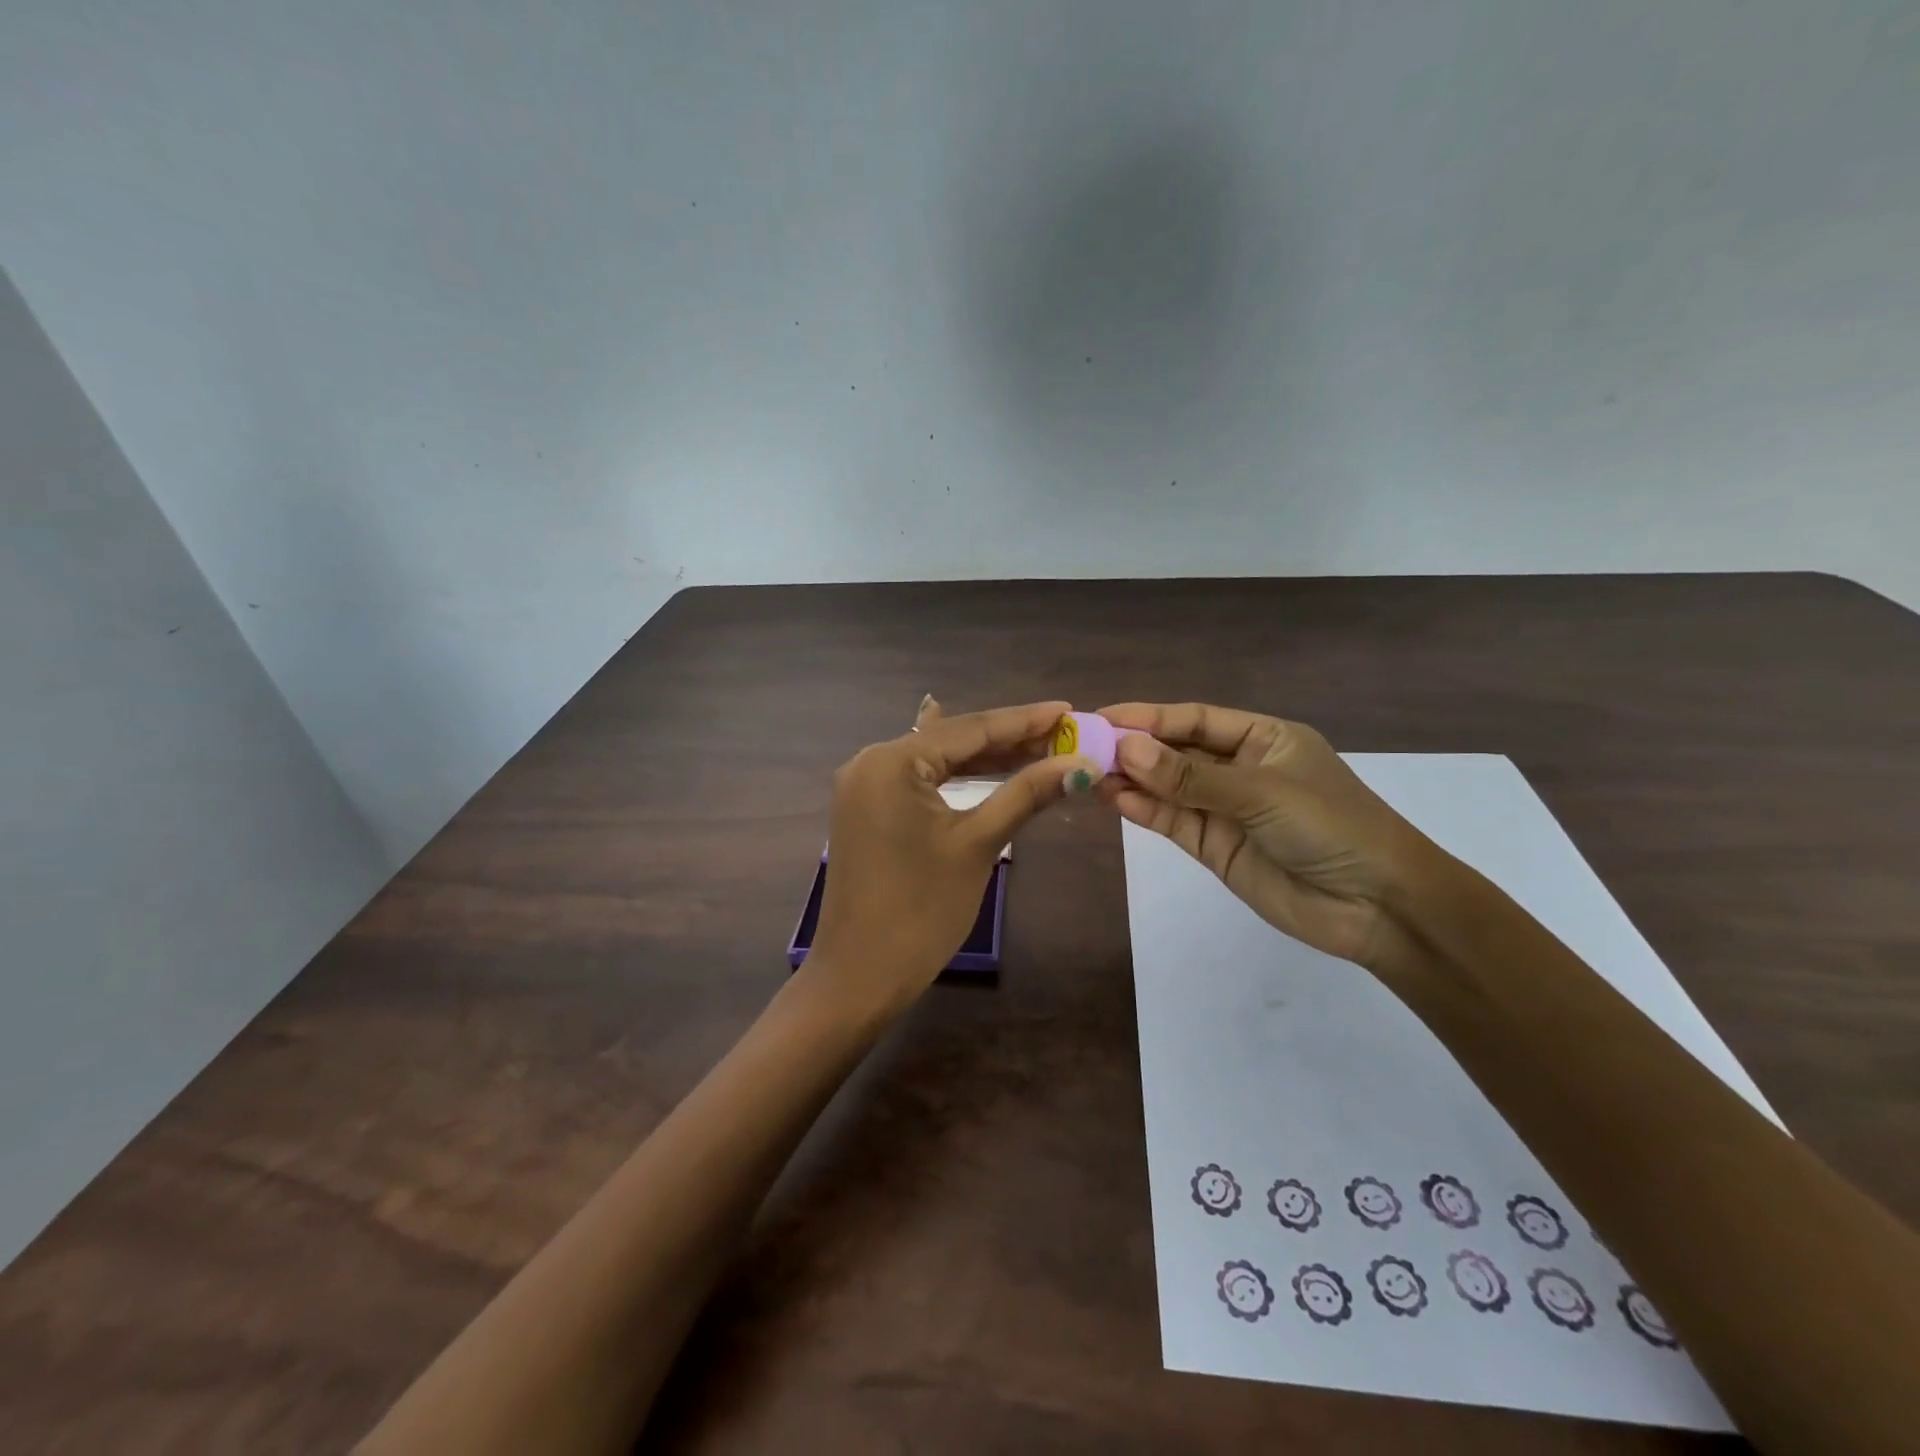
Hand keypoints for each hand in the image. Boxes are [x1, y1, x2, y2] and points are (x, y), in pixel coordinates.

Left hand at [807, 696, 1098, 1016]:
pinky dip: (957, 778)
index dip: (1024, 720)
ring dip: (986, 759)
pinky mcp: (867, 810)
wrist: (861, 975)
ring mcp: (864, 787)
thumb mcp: (978, 844)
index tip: (1068, 710)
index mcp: (891, 761)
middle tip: (1064, 734)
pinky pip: (920, 782)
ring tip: (1040, 750)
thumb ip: (1026, 794)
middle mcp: (871, 761)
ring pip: (937, 761)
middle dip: (1009, 740)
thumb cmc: (922, 910)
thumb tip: (1078, 763)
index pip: (970, 728)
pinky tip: (983, 762)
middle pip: (952, 740)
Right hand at [1097, 702, 1435, 970]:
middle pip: (1176, 751)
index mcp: (1262, 738)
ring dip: (1132, 780)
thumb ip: (1190, 776)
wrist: (1377, 907)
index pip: (1195, 719)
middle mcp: (1240, 768)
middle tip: (1082, 747)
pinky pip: (1174, 822)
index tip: (1102, 717)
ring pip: (1168, 788)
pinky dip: (1145, 811)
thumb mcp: (1260, 792)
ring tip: (1088, 774)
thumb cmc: (1331, 827)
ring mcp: (1226, 809)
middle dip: (1133, 748)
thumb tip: (1125, 749)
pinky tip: (1115, 800)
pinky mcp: (1216, 846)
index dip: (1149, 716)